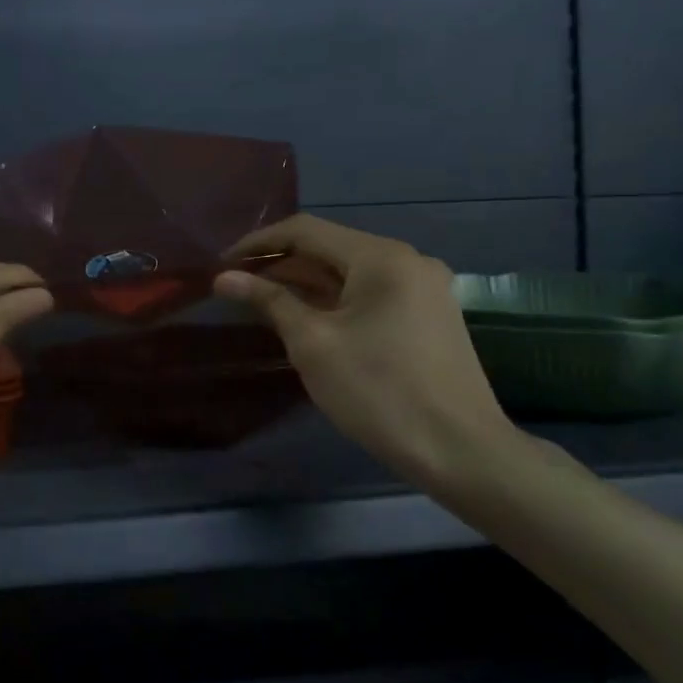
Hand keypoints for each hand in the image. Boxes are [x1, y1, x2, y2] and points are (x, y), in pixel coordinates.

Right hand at [214, 214, 519, 488]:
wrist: (460, 451)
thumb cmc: (378, 391)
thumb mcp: (313, 343)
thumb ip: (269, 301)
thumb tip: (224, 278)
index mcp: (381, 257)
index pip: (305, 230)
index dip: (258, 243)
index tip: (221, 264)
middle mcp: (407, 260)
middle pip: (329, 248)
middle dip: (280, 264)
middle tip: (236, 285)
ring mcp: (423, 288)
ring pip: (350, 273)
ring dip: (305, 283)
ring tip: (261, 301)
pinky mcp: (429, 316)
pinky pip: (370, 294)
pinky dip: (334, 300)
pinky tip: (306, 318)